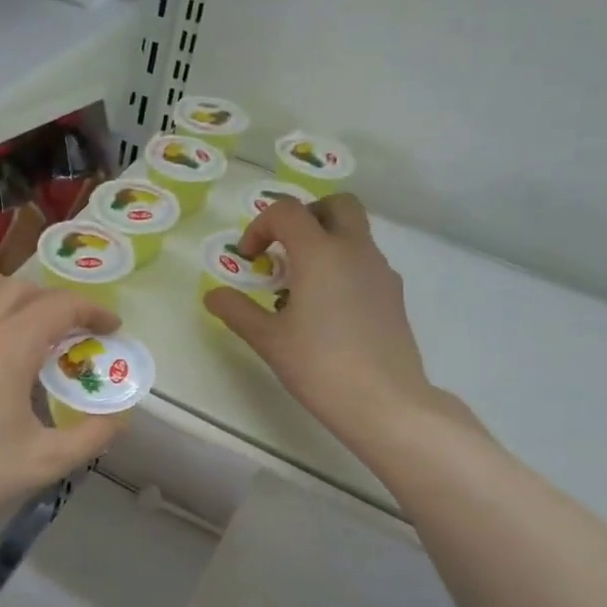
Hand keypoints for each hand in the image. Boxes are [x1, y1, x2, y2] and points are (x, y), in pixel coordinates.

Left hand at [0, 269, 127, 554]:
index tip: (110, 326)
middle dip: (53, 301)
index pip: (59, 306)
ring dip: (7, 289)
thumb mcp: (41, 464)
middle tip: (70, 331)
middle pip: (19, 288)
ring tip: (20, 318)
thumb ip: (89, 437)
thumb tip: (118, 419)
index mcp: (6, 347)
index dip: (92, 310)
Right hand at [203, 194, 471, 458]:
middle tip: (282, 250)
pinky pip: (364, 261)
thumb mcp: (268, 339)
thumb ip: (236, 311)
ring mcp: (380, 271)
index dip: (259, 226)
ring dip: (323, 243)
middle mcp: (355, 250)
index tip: (248, 260)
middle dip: (304, 217)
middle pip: (335, 205)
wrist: (384, 401)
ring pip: (354, 233)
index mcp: (321, 253)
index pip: (287, 212)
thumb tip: (213, 295)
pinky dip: (341, 267)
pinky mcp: (393, 294)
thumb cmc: (319, 365)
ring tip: (299, 289)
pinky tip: (325, 311)